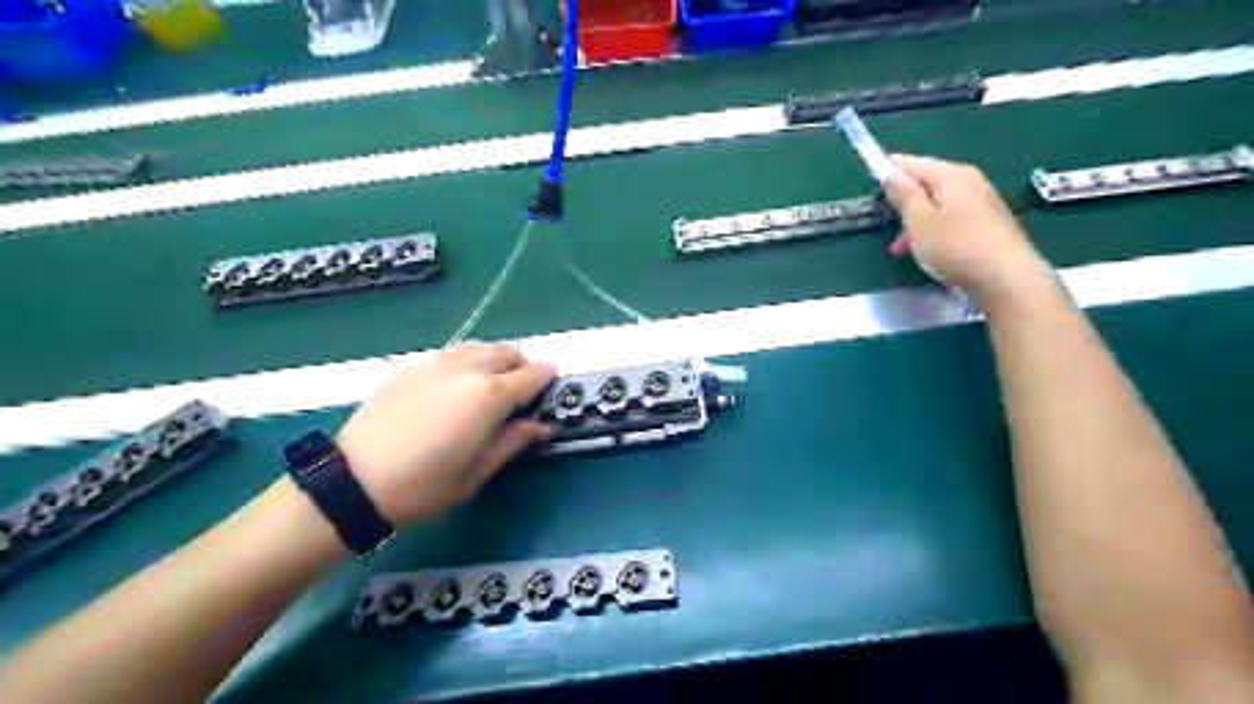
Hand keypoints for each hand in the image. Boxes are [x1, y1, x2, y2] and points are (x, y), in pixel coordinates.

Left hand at [334, 344, 552, 531]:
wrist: (352, 483)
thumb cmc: (424, 486)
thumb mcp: (477, 472)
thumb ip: (512, 442)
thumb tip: (540, 427)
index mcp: (489, 396)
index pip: (530, 376)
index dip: (546, 378)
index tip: (553, 382)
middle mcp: (465, 370)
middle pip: (505, 352)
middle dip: (521, 365)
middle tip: (522, 389)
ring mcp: (434, 365)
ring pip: (477, 348)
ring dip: (493, 360)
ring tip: (490, 386)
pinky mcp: (410, 369)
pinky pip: (450, 355)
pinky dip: (465, 363)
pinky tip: (454, 389)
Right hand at [887, 154, 1050, 302]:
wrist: (1005, 277)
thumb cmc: (954, 245)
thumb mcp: (919, 220)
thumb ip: (904, 193)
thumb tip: (891, 171)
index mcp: (952, 175)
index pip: (913, 162)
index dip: (890, 168)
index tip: (870, 178)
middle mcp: (970, 181)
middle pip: (928, 182)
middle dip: (903, 198)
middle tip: (883, 216)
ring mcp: (981, 203)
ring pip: (938, 204)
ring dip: (915, 221)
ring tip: (899, 246)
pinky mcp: (987, 224)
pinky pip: (950, 219)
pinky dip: (932, 230)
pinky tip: (924, 251)